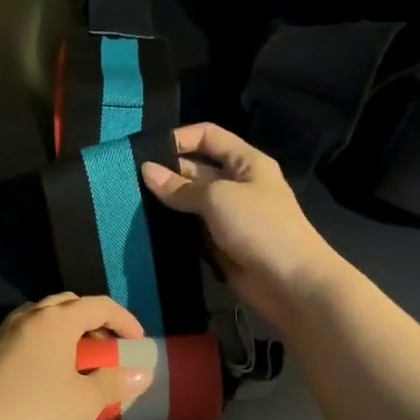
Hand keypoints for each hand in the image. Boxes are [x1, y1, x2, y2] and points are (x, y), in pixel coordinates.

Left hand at [0, 294, 152, 419]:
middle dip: (94, 322)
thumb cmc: (34, 412)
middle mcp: (28, 316)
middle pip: (69, 305)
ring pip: (43, 319)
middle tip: (108, 350)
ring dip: (67, 333)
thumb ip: (114, 384)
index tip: (137, 342)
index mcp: (56, 319)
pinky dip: (46, 345)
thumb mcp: (83, 402)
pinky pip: (26, 337)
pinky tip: (48, 377)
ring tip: (79, 364)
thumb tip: (141, 373)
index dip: (124, 320)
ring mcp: (3, 333)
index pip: (98, 305)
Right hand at [140, 123, 345, 329]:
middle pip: (196, 168)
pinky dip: (173, 228)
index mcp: (246, 162)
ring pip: (191, 201)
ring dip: (166, 202)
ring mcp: (229, 216)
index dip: (180, 138)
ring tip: (129, 201)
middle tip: (127, 179)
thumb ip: (180, 186)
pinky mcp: (221, 244)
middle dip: (166, 172)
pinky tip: (146, 227)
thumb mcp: (218, 197)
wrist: (292, 284)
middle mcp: (237, 184)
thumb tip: (146, 170)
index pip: (208, 136)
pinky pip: (192, 229)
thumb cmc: (260, 227)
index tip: (146, 150)